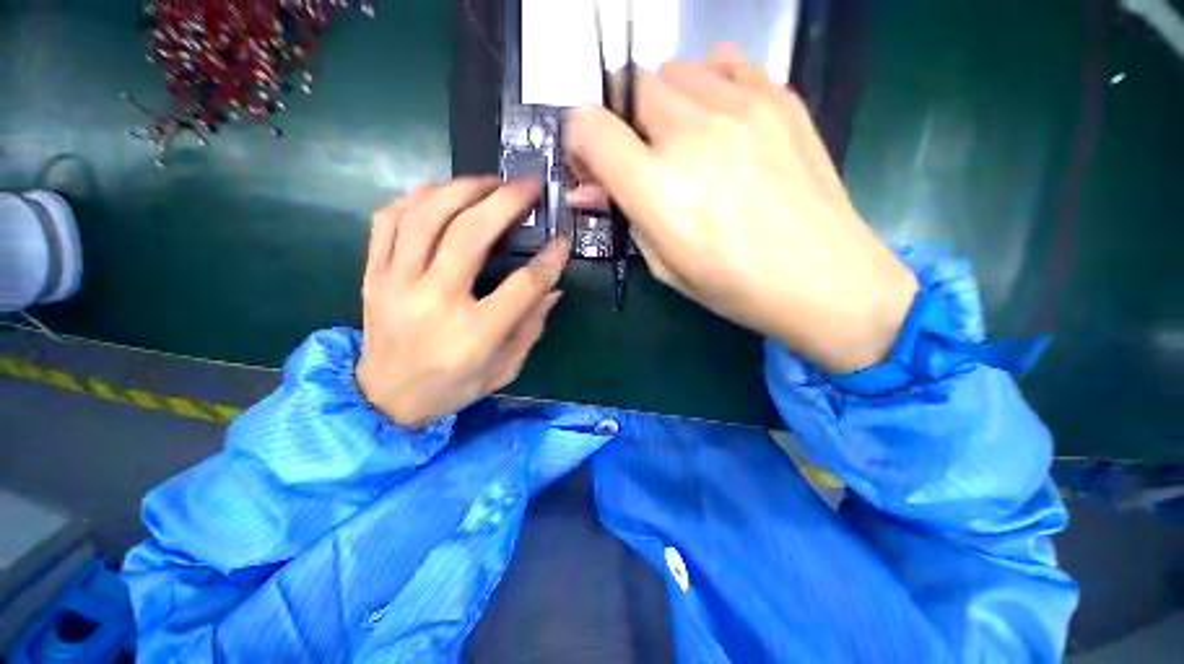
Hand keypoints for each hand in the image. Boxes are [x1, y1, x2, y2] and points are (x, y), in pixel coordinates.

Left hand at [356, 177, 568, 428]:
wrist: (385, 399)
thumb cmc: (453, 387)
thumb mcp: (505, 368)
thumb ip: (531, 327)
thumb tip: (553, 287)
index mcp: (473, 335)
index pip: (521, 286)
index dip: (548, 260)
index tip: (563, 241)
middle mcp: (434, 302)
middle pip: (470, 234)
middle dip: (506, 202)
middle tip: (528, 186)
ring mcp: (396, 283)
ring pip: (426, 215)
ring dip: (462, 189)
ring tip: (490, 183)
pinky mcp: (373, 274)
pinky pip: (389, 219)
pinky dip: (418, 197)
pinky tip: (443, 194)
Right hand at [564, 46, 917, 373]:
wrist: (822, 279)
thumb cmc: (733, 286)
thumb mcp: (664, 265)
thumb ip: (625, 217)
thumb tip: (590, 190)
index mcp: (656, 187)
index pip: (589, 127)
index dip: (580, 139)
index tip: (592, 160)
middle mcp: (691, 135)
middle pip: (633, 87)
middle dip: (626, 121)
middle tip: (644, 156)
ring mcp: (740, 107)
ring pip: (676, 70)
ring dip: (666, 101)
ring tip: (683, 138)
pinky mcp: (779, 98)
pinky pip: (726, 62)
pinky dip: (709, 81)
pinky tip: (719, 116)